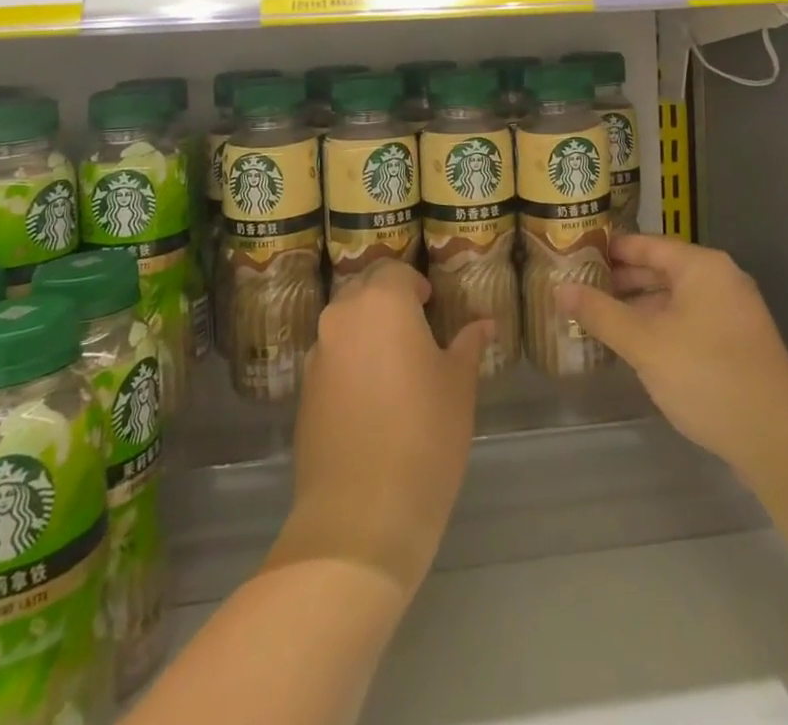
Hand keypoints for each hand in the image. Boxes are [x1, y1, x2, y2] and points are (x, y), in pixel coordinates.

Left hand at [269, 261, 492, 594]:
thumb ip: (467, 346)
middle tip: (416, 328)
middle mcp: (343, 317)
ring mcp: (318, 354)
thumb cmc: (425, 435)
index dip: (416, 284)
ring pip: (344, 322)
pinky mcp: (304, 391)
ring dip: (366, 329)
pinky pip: (330, 357)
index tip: (433, 306)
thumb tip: (483, 324)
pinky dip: (350, 360)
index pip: (396, 271)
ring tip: (395, 363)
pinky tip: (371, 396)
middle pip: (364, 289)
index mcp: (382, 303)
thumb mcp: (458, 386)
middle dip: (388, 299)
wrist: (361, 516)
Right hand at [560, 234, 787, 481]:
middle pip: (659, 268)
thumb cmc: (707, 376)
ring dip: (636, 306)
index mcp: (701, 266)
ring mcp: (731, 311)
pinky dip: (658, 325)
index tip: (572, 255)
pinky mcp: (735, 341)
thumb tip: (559, 289)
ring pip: (673, 297)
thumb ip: (600, 313)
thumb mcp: (644, 344)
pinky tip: (632, 344)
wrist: (779, 439)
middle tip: (576, 288)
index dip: (607, 249)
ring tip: (595, 316)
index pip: (644, 244)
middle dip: (618, 280)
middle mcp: (719, 278)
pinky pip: (687, 319)